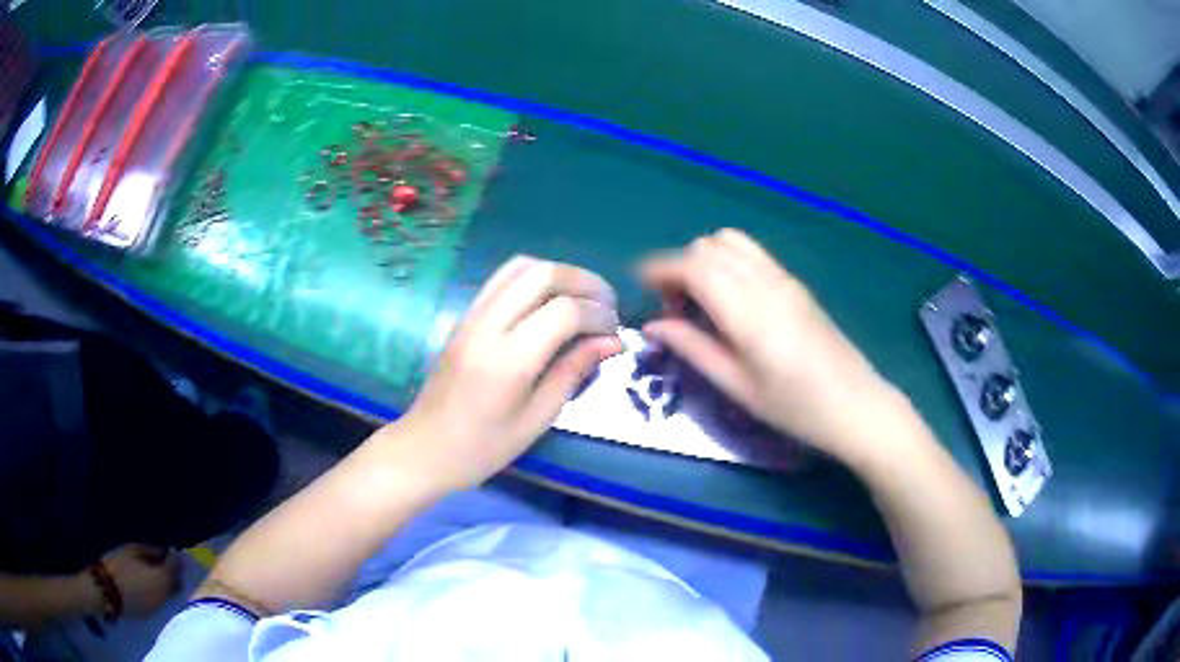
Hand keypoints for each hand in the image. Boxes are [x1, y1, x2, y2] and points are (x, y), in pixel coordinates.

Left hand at [100, 544, 181, 617]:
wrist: (104, 592)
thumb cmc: (135, 588)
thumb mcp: (157, 582)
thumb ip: (171, 570)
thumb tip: (181, 554)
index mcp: (142, 547)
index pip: (164, 553)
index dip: (175, 565)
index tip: (183, 581)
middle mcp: (130, 548)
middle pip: (152, 561)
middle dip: (162, 573)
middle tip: (172, 591)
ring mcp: (120, 559)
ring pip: (141, 569)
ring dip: (150, 580)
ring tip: (158, 596)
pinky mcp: (113, 572)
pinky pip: (132, 576)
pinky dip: (139, 584)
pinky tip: (142, 595)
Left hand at [395, 256, 621, 490]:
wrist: (425, 448)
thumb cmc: (483, 447)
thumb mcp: (537, 419)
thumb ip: (573, 373)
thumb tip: (612, 342)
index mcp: (509, 359)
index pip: (564, 311)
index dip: (598, 314)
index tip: (614, 331)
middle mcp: (488, 326)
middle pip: (543, 274)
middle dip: (584, 281)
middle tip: (606, 304)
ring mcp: (472, 316)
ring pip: (520, 266)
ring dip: (558, 273)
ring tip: (581, 298)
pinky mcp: (464, 316)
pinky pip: (502, 279)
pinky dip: (534, 279)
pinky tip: (549, 302)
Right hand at [640, 229, 891, 459]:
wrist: (855, 404)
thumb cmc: (794, 407)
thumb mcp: (737, 386)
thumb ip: (692, 348)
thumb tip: (654, 326)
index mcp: (747, 310)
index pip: (694, 265)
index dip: (660, 268)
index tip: (640, 284)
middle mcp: (765, 282)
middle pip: (709, 246)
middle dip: (680, 266)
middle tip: (674, 309)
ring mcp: (784, 278)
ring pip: (731, 242)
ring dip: (705, 259)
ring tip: (701, 301)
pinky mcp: (795, 283)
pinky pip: (752, 253)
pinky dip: (727, 262)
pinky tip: (729, 300)